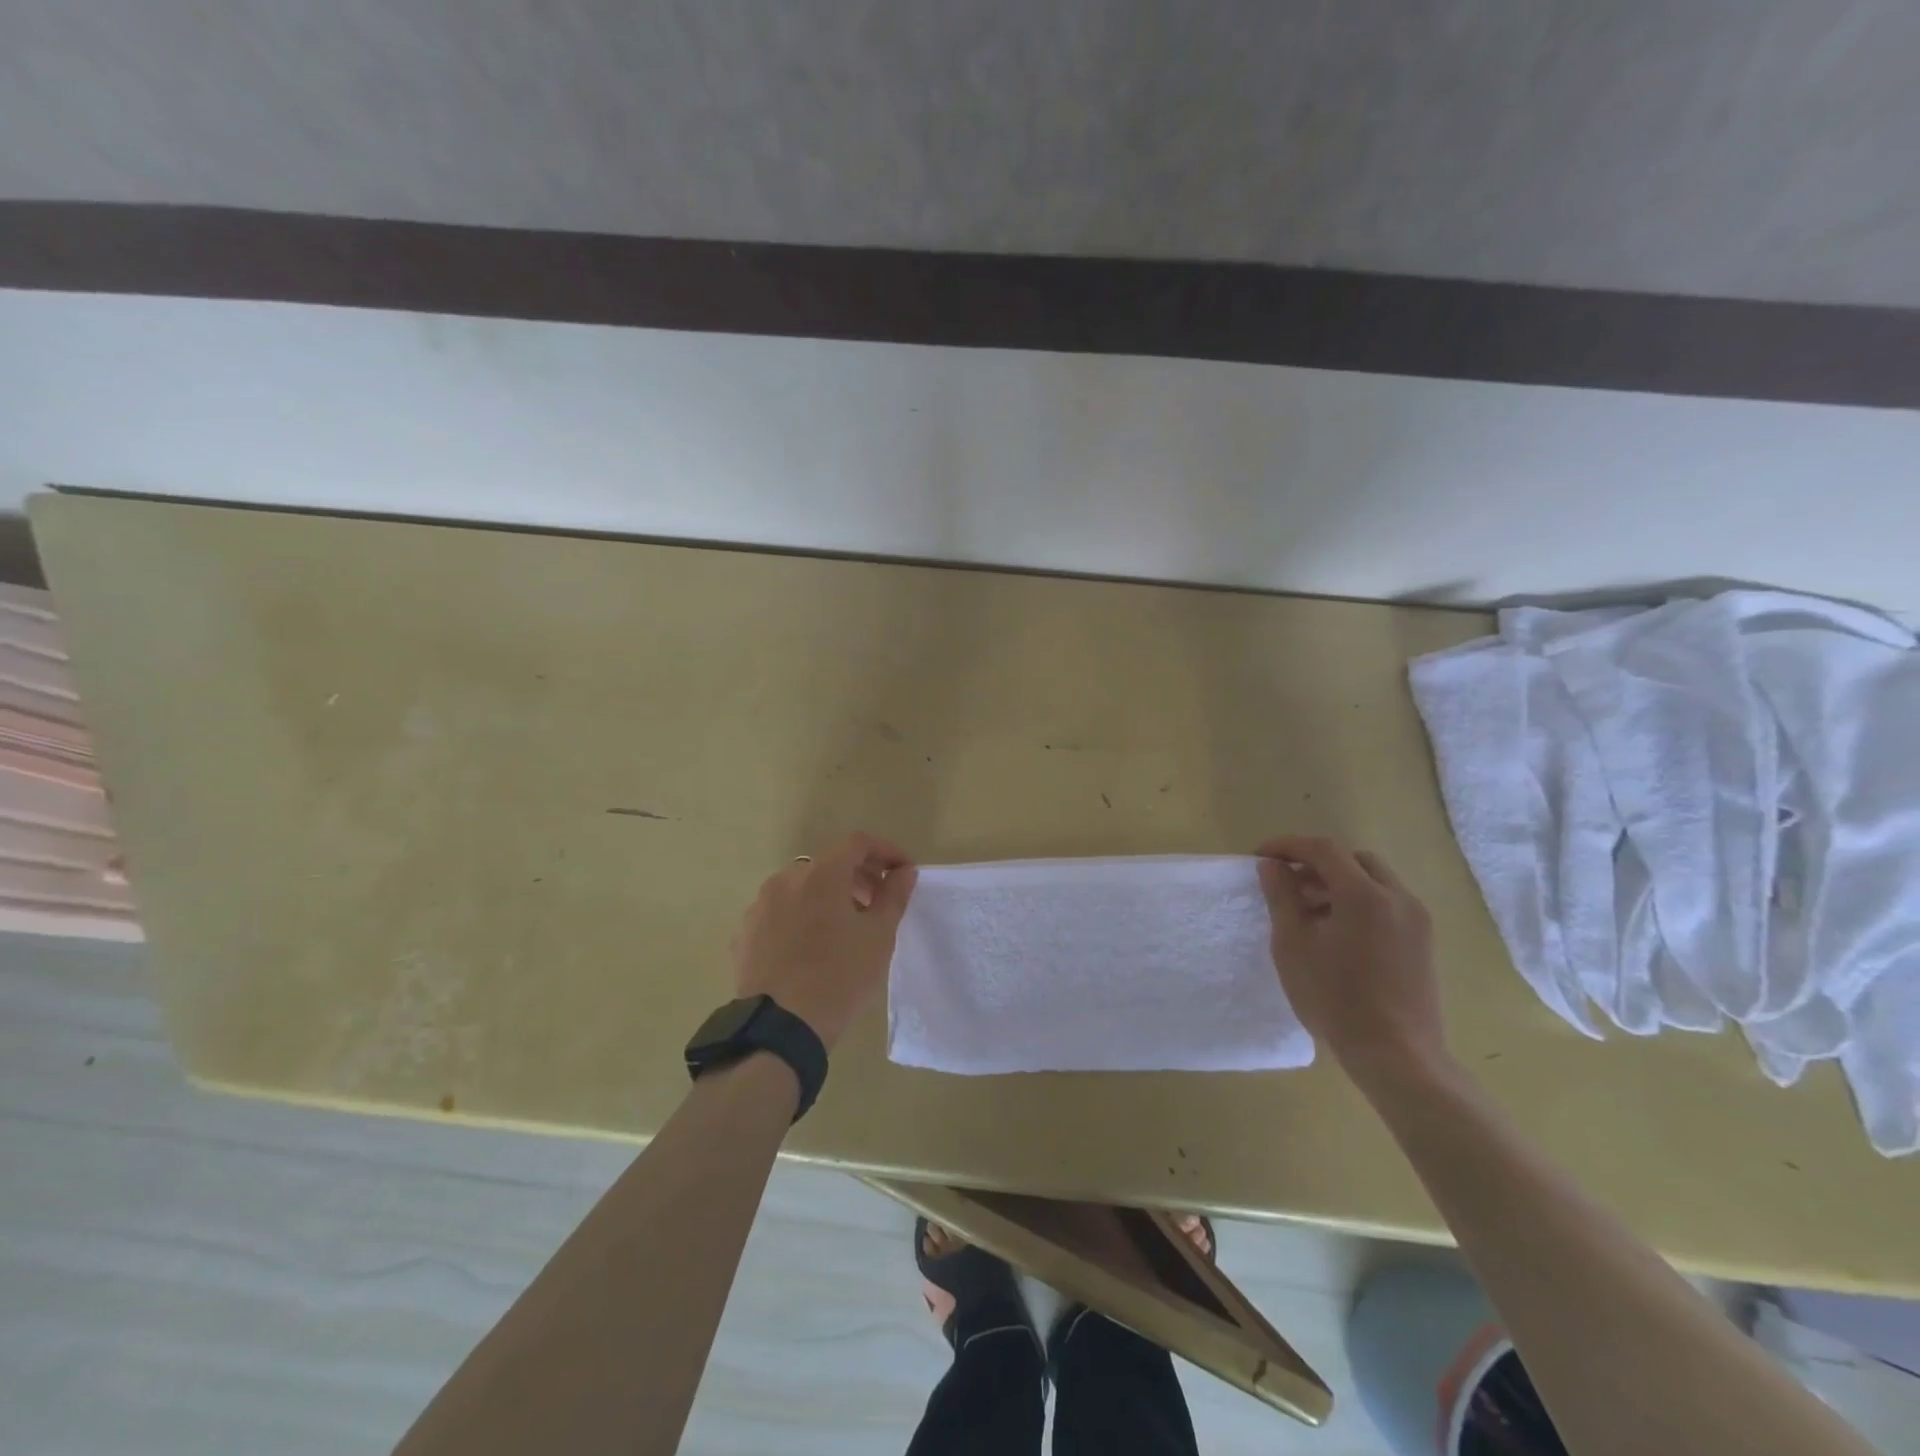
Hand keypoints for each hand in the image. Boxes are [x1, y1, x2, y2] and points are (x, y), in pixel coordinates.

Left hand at [730, 832, 917, 1049]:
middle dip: (857, 876)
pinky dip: (801, 916)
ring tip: (845, 928)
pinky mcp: (745, 934)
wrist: (779, 1030)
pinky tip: (811, 947)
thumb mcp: (878, 936)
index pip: (857, 843)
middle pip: (828, 864)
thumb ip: (894, 895)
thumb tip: (903, 871)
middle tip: (878, 902)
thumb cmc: (839, 977)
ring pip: (801, 888)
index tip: (902, 872)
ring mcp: (760, 906)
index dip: (885, 851)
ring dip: (827, 896)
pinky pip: (780, 913)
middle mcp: (785, 880)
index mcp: (821, 874)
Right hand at [1255, 836, 1447, 1086]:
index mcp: (1364, 894)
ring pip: (1373, 880)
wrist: (1396, 1054)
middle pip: (1353, 860)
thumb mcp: (1293, 945)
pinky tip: (1338, 933)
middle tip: (1287, 884)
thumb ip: (1281, 897)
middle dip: (1316, 863)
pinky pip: (1388, 903)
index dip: (1288, 846)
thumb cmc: (1335, 998)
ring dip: (1339, 883)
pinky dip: (1359, 901)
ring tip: (1309, 911)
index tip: (1261, 857)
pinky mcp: (1423, 941)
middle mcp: (1397, 897)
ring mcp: (1416, 919)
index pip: (1323, 849)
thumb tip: (1272, 866)